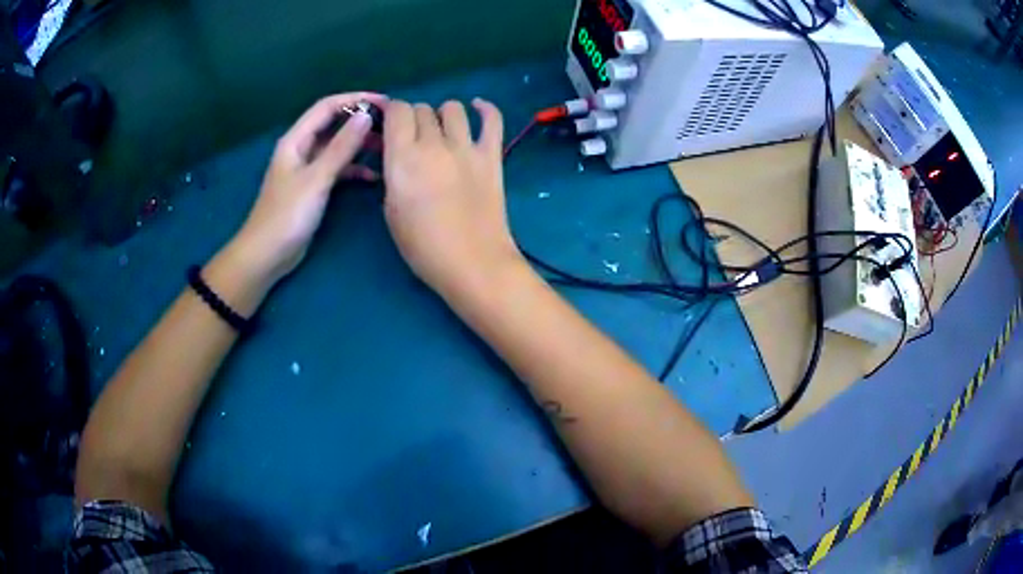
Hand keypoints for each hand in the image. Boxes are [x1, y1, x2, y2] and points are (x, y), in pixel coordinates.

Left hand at [233, 93, 385, 282]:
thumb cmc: (287, 215)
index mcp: (296, 140)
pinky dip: (353, 169)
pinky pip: (336, 169)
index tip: (384, 102)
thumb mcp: (317, 178)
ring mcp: (306, 169)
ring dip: (358, 144)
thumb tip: (366, 115)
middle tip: (389, 124)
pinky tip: (372, 176)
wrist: (266, 255)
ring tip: (386, 147)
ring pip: (336, 147)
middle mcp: (301, 148)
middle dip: (359, 120)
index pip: (327, 107)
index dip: (355, 99)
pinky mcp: (312, 188)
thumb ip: (341, 147)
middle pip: (333, 124)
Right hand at [382, 99, 521, 297]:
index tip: (391, 126)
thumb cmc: (424, 247)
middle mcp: (434, 144)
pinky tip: (478, 109)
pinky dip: (486, 109)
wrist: (473, 263)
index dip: (392, 113)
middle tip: (415, 138)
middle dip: (414, 118)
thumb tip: (396, 153)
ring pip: (453, 108)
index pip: (397, 111)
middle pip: (422, 109)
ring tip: (442, 132)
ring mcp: (466, 147)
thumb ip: (392, 173)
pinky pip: (493, 119)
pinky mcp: (492, 155)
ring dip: (443, 115)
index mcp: (403, 158)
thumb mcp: (391, 210)